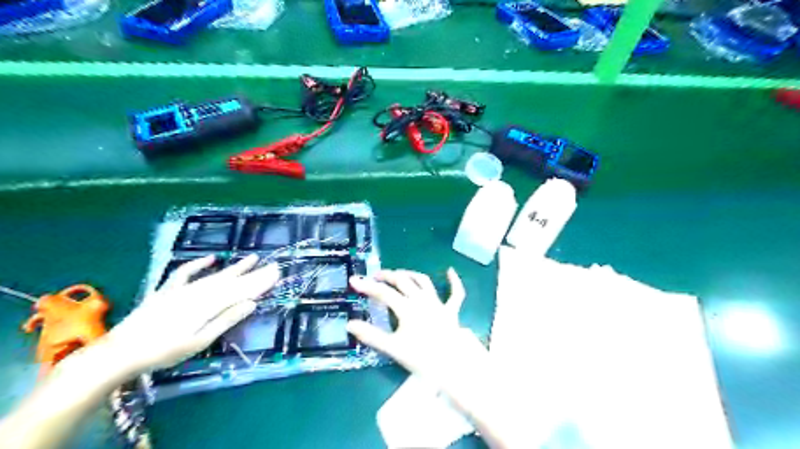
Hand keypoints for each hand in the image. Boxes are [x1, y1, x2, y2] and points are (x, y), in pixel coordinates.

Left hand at [106, 256, 280, 374]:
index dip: (260, 282)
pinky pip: (185, 272)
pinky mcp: (167, 290)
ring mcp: (182, 290)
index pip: (241, 291)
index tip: (277, 274)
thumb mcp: (199, 342)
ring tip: (253, 258)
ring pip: (215, 276)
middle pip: (232, 281)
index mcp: (208, 306)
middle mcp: (198, 293)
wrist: (120, 352)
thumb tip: (251, 304)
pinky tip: (211, 258)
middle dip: (254, 274)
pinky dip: (198, 264)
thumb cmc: (163, 353)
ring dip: (235, 267)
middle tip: (273, 266)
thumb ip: (225, 320)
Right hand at [349, 268, 487, 387]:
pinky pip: (455, 293)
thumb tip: (350, 324)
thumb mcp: (392, 348)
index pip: (383, 293)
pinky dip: (453, 281)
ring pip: (423, 281)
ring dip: (410, 275)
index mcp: (406, 308)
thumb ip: (371, 335)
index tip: (354, 280)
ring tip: (400, 274)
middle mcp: (421, 300)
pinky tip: (450, 270)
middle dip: (388, 276)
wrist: (452, 365)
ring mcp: (438, 304)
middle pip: (402, 281)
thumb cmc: (421, 358)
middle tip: (376, 276)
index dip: (367, 286)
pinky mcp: (451, 311)